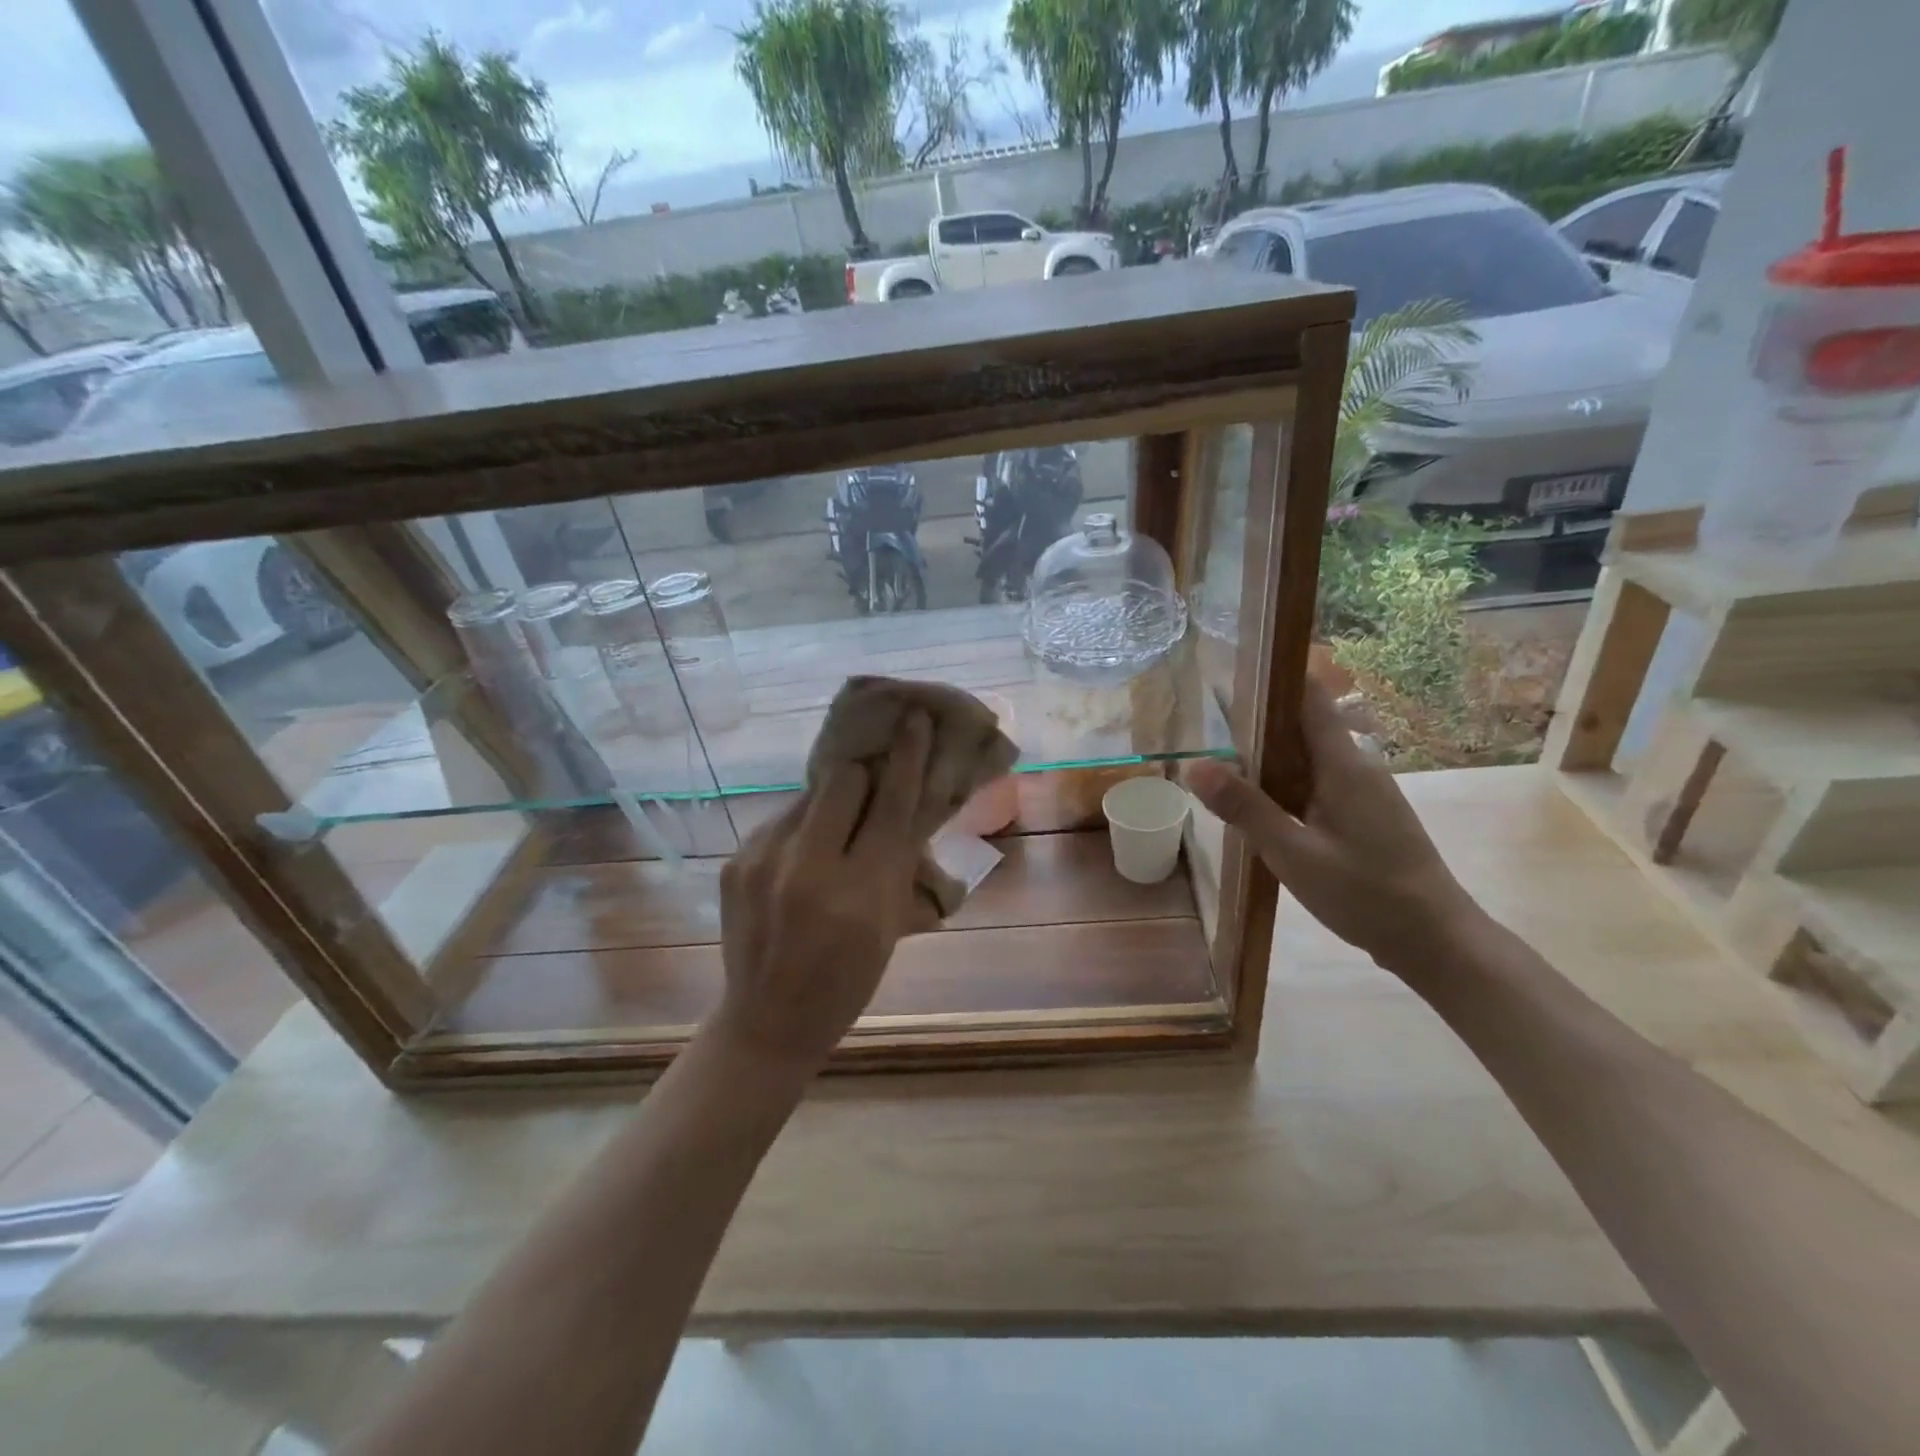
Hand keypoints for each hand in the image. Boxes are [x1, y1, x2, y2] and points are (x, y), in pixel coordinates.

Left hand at [713, 710, 939, 1066]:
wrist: (769, 1021)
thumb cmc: (847, 980)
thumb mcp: (889, 926)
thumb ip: (897, 860)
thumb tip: (907, 800)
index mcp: (858, 894)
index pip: (891, 804)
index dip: (908, 756)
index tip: (915, 719)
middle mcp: (807, 868)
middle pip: (843, 779)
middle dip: (863, 778)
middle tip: (871, 794)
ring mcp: (762, 861)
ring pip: (809, 796)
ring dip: (831, 804)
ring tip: (832, 834)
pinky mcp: (735, 860)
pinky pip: (781, 820)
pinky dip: (802, 829)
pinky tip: (801, 862)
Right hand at [1185, 679, 1479, 975]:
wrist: (1435, 940)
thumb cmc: (1366, 893)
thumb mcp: (1294, 853)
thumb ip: (1245, 808)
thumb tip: (1195, 764)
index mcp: (1343, 763)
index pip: (1308, 694)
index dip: (1271, 675)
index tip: (1228, 668)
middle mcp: (1355, 765)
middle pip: (1302, 721)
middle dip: (1255, 715)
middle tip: (1204, 716)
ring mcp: (1361, 790)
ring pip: (1306, 753)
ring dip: (1265, 750)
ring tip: (1217, 753)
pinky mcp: (1360, 814)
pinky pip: (1314, 780)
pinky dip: (1281, 779)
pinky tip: (1255, 800)